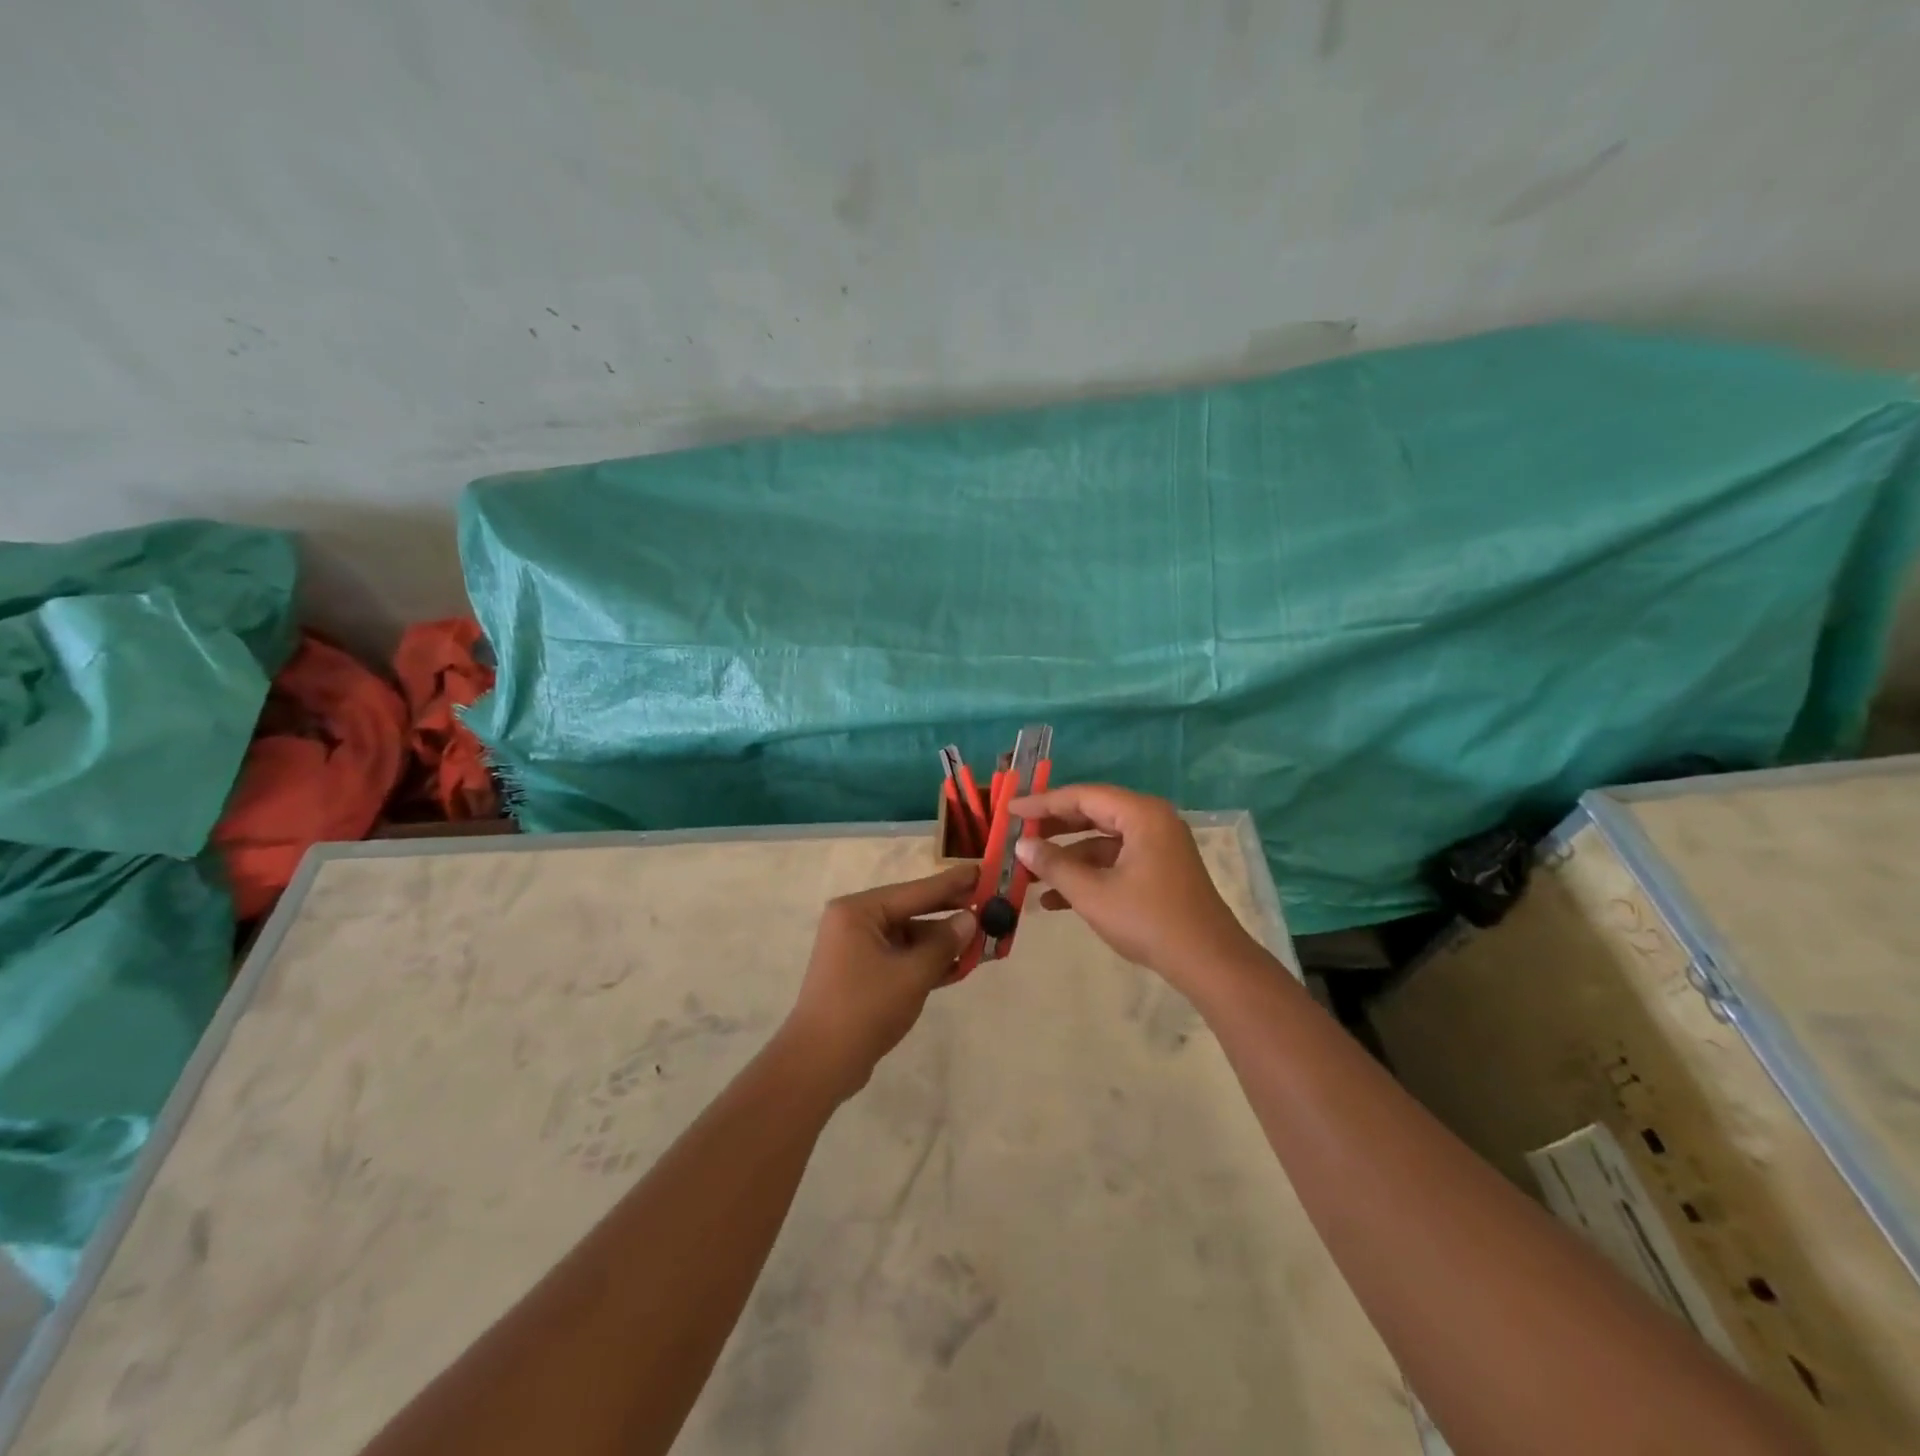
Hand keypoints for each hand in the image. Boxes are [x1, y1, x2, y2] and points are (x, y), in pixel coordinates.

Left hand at [779, 864, 978, 1101]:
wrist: (819, 1064)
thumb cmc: (865, 1009)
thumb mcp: (912, 974)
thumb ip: (944, 943)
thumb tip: (971, 918)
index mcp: (859, 911)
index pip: (916, 891)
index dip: (953, 883)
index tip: (983, 870)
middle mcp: (855, 922)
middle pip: (912, 911)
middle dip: (950, 913)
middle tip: (990, 904)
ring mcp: (857, 949)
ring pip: (909, 937)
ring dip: (942, 942)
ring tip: (983, 939)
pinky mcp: (862, 974)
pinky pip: (901, 957)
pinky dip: (927, 961)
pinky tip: (959, 965)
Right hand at [1010, 784, 1256, 986]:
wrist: (1209, 963)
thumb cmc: (1149, 921)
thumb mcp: (1093, 894)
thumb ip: (1054, 865)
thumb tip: (1022, 846)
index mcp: (1141, 814)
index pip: (1082, 796)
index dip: (1043, 803)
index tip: (1010, 810)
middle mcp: (1152, 821)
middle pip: (1093, 813)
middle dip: (1053, 828)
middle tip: (1018, 835)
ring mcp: (1158, 846)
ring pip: (1102, 841)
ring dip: (1067, 857)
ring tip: (1029, 873)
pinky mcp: (1159, 870)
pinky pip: (1115, 861)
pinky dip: (1088, 874)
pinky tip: (1054, 900)